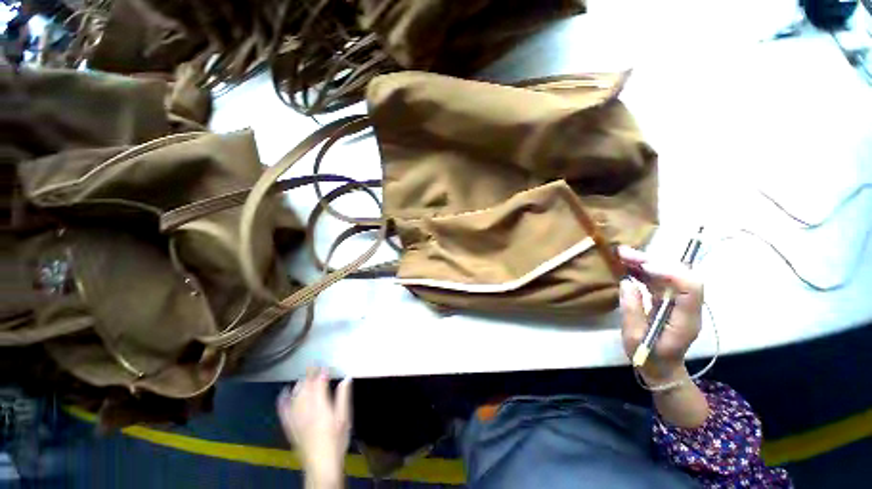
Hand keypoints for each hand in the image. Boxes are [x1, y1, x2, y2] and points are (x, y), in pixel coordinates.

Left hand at [278, 367, 351, 485]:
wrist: (321, 465)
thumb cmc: (337, 440)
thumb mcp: (345, 418)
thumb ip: (343, 397)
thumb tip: (346, 378)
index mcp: (321, 407)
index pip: (319, 384)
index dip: (321, 373)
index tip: (324, 365)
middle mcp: (306, 410)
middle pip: (306, 388)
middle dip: (309, 375)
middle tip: (313, 365)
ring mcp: (296, 419)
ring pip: (295, 397)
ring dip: (299, 384)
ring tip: (303, 376)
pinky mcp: (290, 427)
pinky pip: (283, 411)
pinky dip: (283, 400)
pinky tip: (283, 392)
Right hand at [617, 246, 703, 384]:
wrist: (661, 369)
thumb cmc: (648, 358)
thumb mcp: (634, 339)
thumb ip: (632, 310)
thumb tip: (626, 282)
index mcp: (686, 320)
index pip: (691, 288)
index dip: (671, 273)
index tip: (644, 267)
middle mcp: (687, 307)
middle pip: (680, 275)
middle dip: (652, 261)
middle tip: (624, 253)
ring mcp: (679, 302)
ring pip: (668, 274)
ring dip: (645, 262)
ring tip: (621, 255)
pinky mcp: (669, 300)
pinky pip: (659, 280)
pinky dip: (643, 270)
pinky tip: (628, 265)